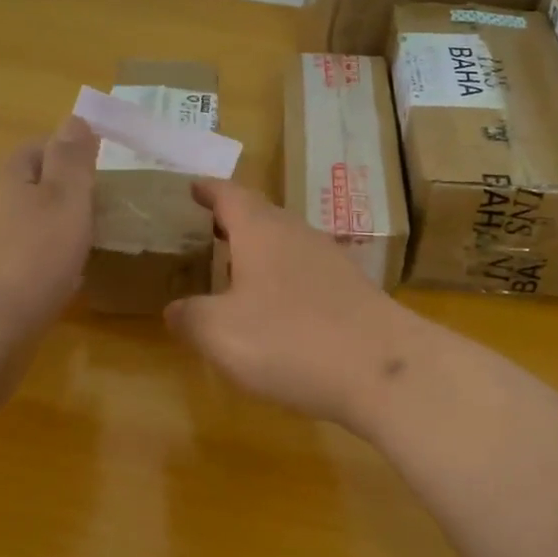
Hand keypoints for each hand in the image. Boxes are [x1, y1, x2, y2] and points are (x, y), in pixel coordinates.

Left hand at [0, 116, 97, 337]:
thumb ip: (72, 162)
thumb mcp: (64, 201)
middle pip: (22, 191)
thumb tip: (75, 117)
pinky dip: (34, 271)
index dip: (64, 152)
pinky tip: (54, 290)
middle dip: (55, 196)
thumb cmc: (27, 259)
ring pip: (16, 231)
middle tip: (96, 212)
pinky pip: (11, 270)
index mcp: (8, 181)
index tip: (95, 167)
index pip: (34, 150)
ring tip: (82, 252)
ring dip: (45, 235)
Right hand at [165, 181, 428, 432]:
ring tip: (235, 267)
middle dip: (232, 219)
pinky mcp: (351, 288)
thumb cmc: (290, 340)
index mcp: (261, 231)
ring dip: (259, 248)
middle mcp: (297, 234)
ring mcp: (330, 259)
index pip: (230, 194)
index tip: (191, 187)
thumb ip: (190, 317)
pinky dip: (282, 275)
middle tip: (207, 229)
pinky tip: (277, 306)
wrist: (383, 369)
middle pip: (261, 214)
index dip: (208, 189)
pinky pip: (306, 269)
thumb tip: (174, 309)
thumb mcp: (221, 334)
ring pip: (286, 241)